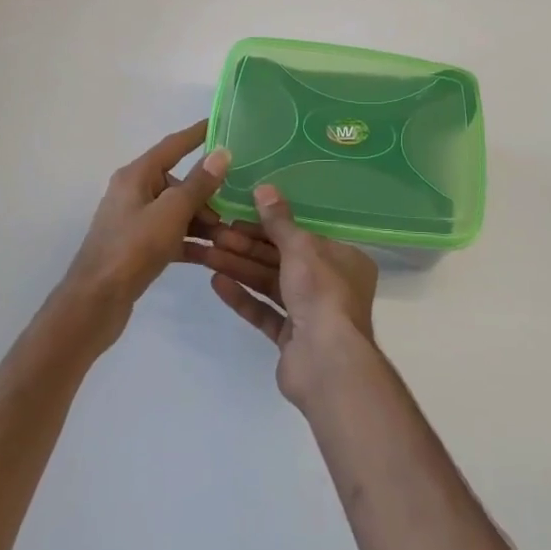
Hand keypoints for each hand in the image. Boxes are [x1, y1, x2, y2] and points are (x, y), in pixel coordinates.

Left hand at [60, 121, 231, 344]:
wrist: (95, 301)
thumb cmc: (133, 248)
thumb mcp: (172, 212)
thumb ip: (199, 183)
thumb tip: (221, 152)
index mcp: (136, 175)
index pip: (172, 145)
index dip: (197, 134)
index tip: (221, 123)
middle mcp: (133, 192)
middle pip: (177, 181)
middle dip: (206, 193)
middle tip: (234, 206)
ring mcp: (134, 221)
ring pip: (176, 210)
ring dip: (202, 220)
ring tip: (228, 236)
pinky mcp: (137, 247)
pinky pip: (170, 235)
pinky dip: (190, 241)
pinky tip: (213, 254)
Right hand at [204, 184, 379, 408]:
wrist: (326, 361)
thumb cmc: (321, 292)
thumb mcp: (300, 247)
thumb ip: (279, 221)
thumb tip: (264, 188)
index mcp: (343, 259)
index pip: (301, 236)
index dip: (268, 226)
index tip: (237, 216)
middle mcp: (331, 284)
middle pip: (282, 259)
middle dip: (247, 247)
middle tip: (215, 234)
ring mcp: (311, 314)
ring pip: (271, 284)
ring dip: (240, 268)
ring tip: (207, 254)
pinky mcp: (292, 339)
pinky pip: (265, 311)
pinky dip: (243, 297)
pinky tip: (216, 283)